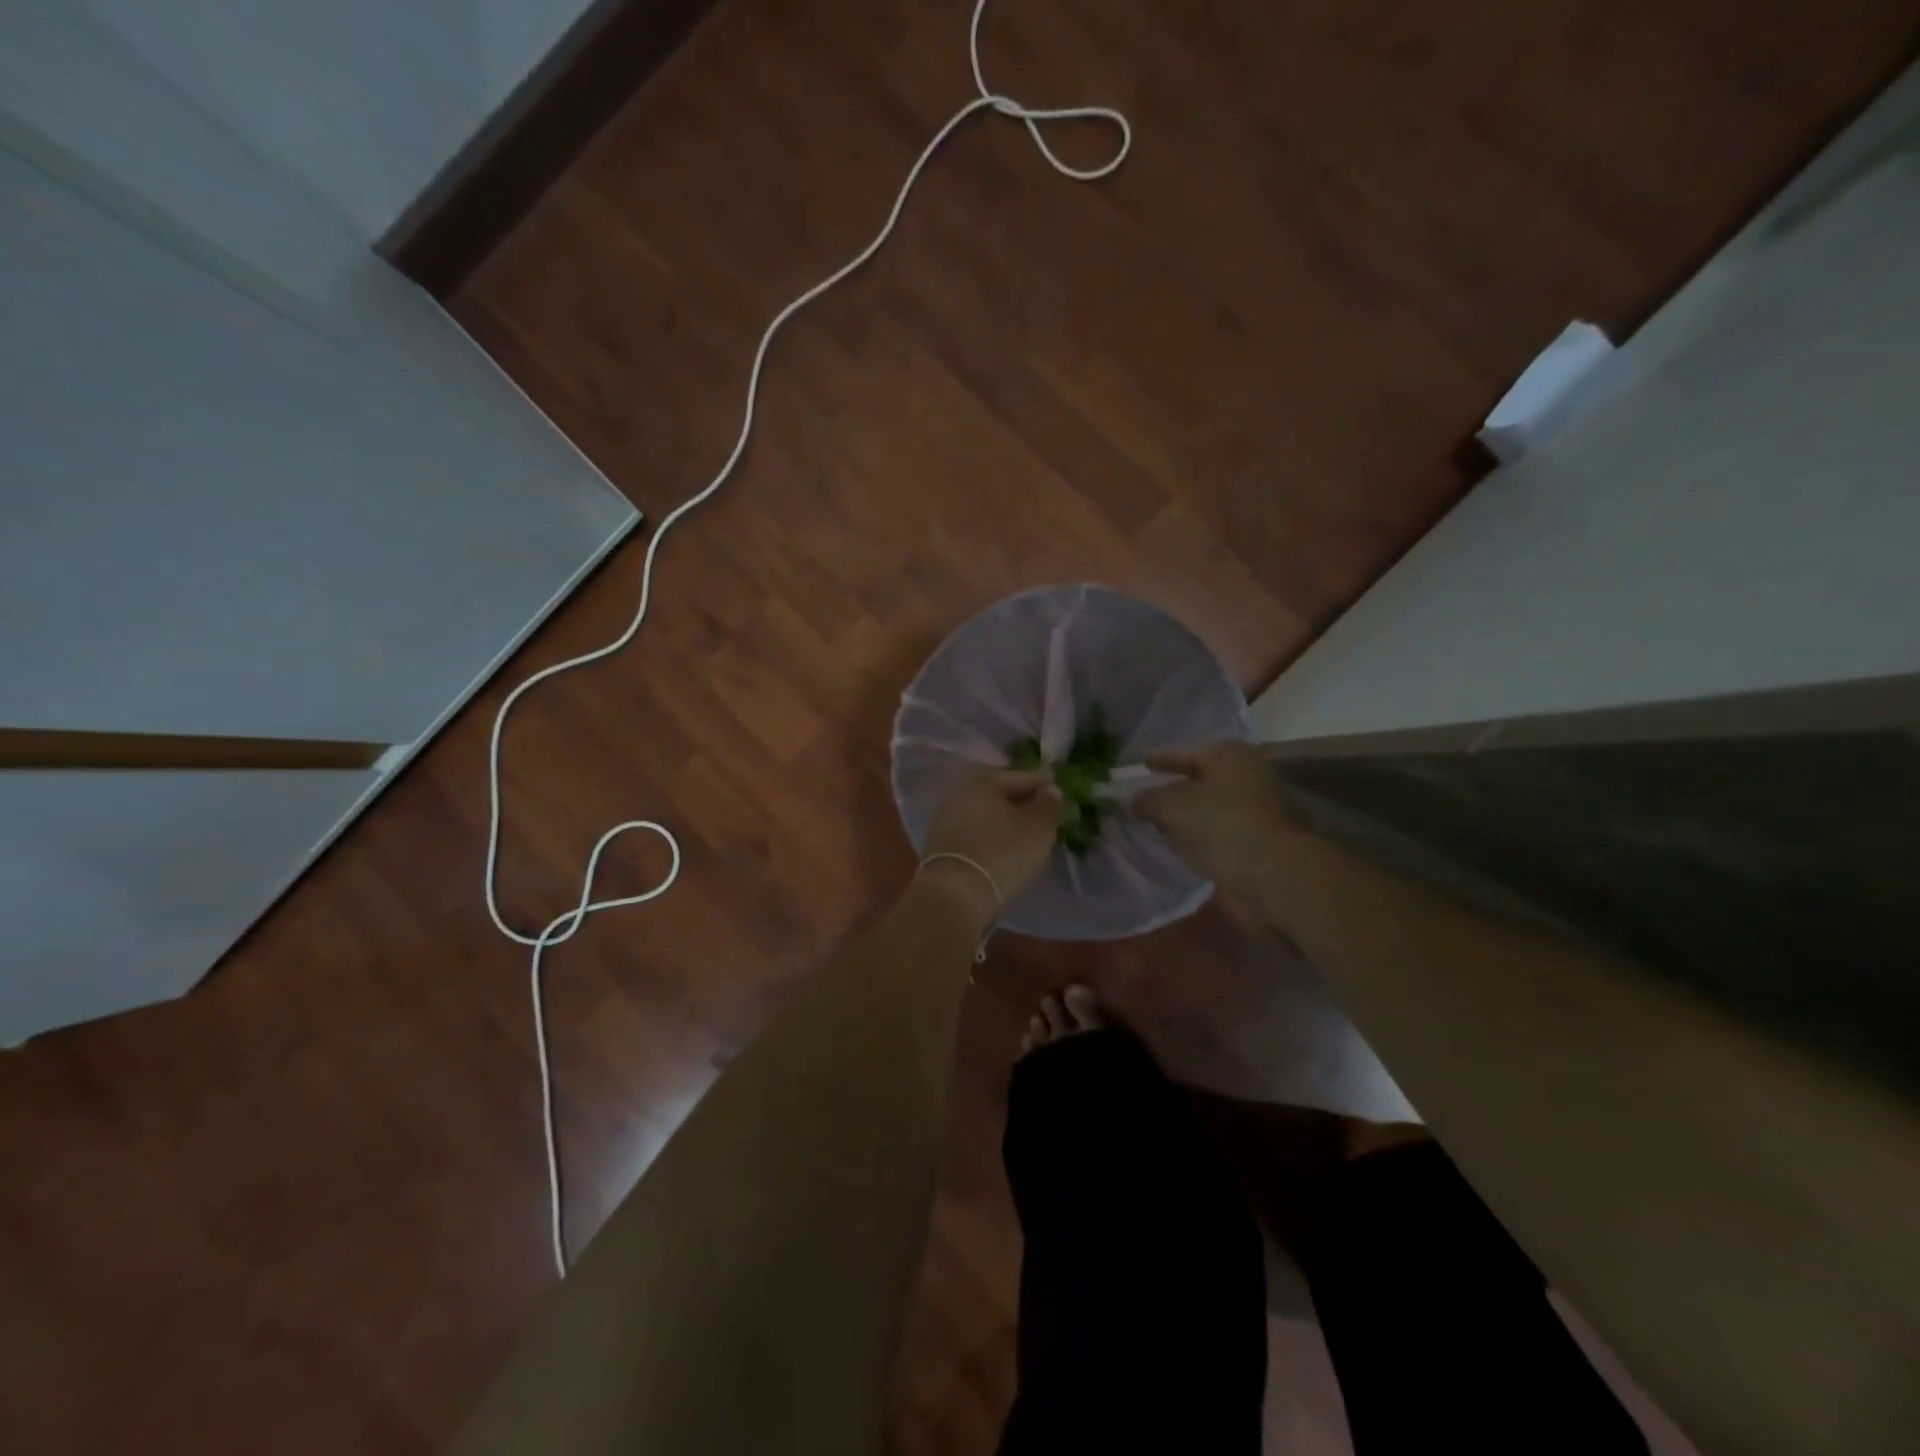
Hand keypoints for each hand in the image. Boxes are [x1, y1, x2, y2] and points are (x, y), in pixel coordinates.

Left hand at [918, 767, 1061, 923]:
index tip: (1059, 788)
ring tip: (1026, 833)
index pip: (1024, 776)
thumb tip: (1050, 789)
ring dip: (1006, 820)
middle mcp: (961, 792)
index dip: (1045, 783)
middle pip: (1001, 793)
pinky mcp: (940, 845)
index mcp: (984, 780)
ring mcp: (946, 818)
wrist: (954, 894)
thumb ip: (1049, 804)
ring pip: (987, 813)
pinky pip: (975, 833)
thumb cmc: (1002, 853)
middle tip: (1044, 811)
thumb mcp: (1038, 828)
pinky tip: (1003, 847)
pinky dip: (991, 836)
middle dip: (1023, 800)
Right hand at [1133, 741, 1302, 902]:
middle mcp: (1248, 776)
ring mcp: (1258, 810)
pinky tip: (1181, 845)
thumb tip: (1133, 799)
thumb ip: (1148, 800)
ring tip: (1158, 822)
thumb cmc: (1221, 826)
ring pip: (1211, 807)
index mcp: (1229, 756)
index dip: (1160, 757)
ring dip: (1187, 815)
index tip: (1140, 760)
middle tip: (1146, 793)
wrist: (1275, 875)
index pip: (1185, 752)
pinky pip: (1220, 832)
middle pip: (1201, 779)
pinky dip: (1200, 836)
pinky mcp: (1260, 841)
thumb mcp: (1171, 808)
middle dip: (1174, 787)